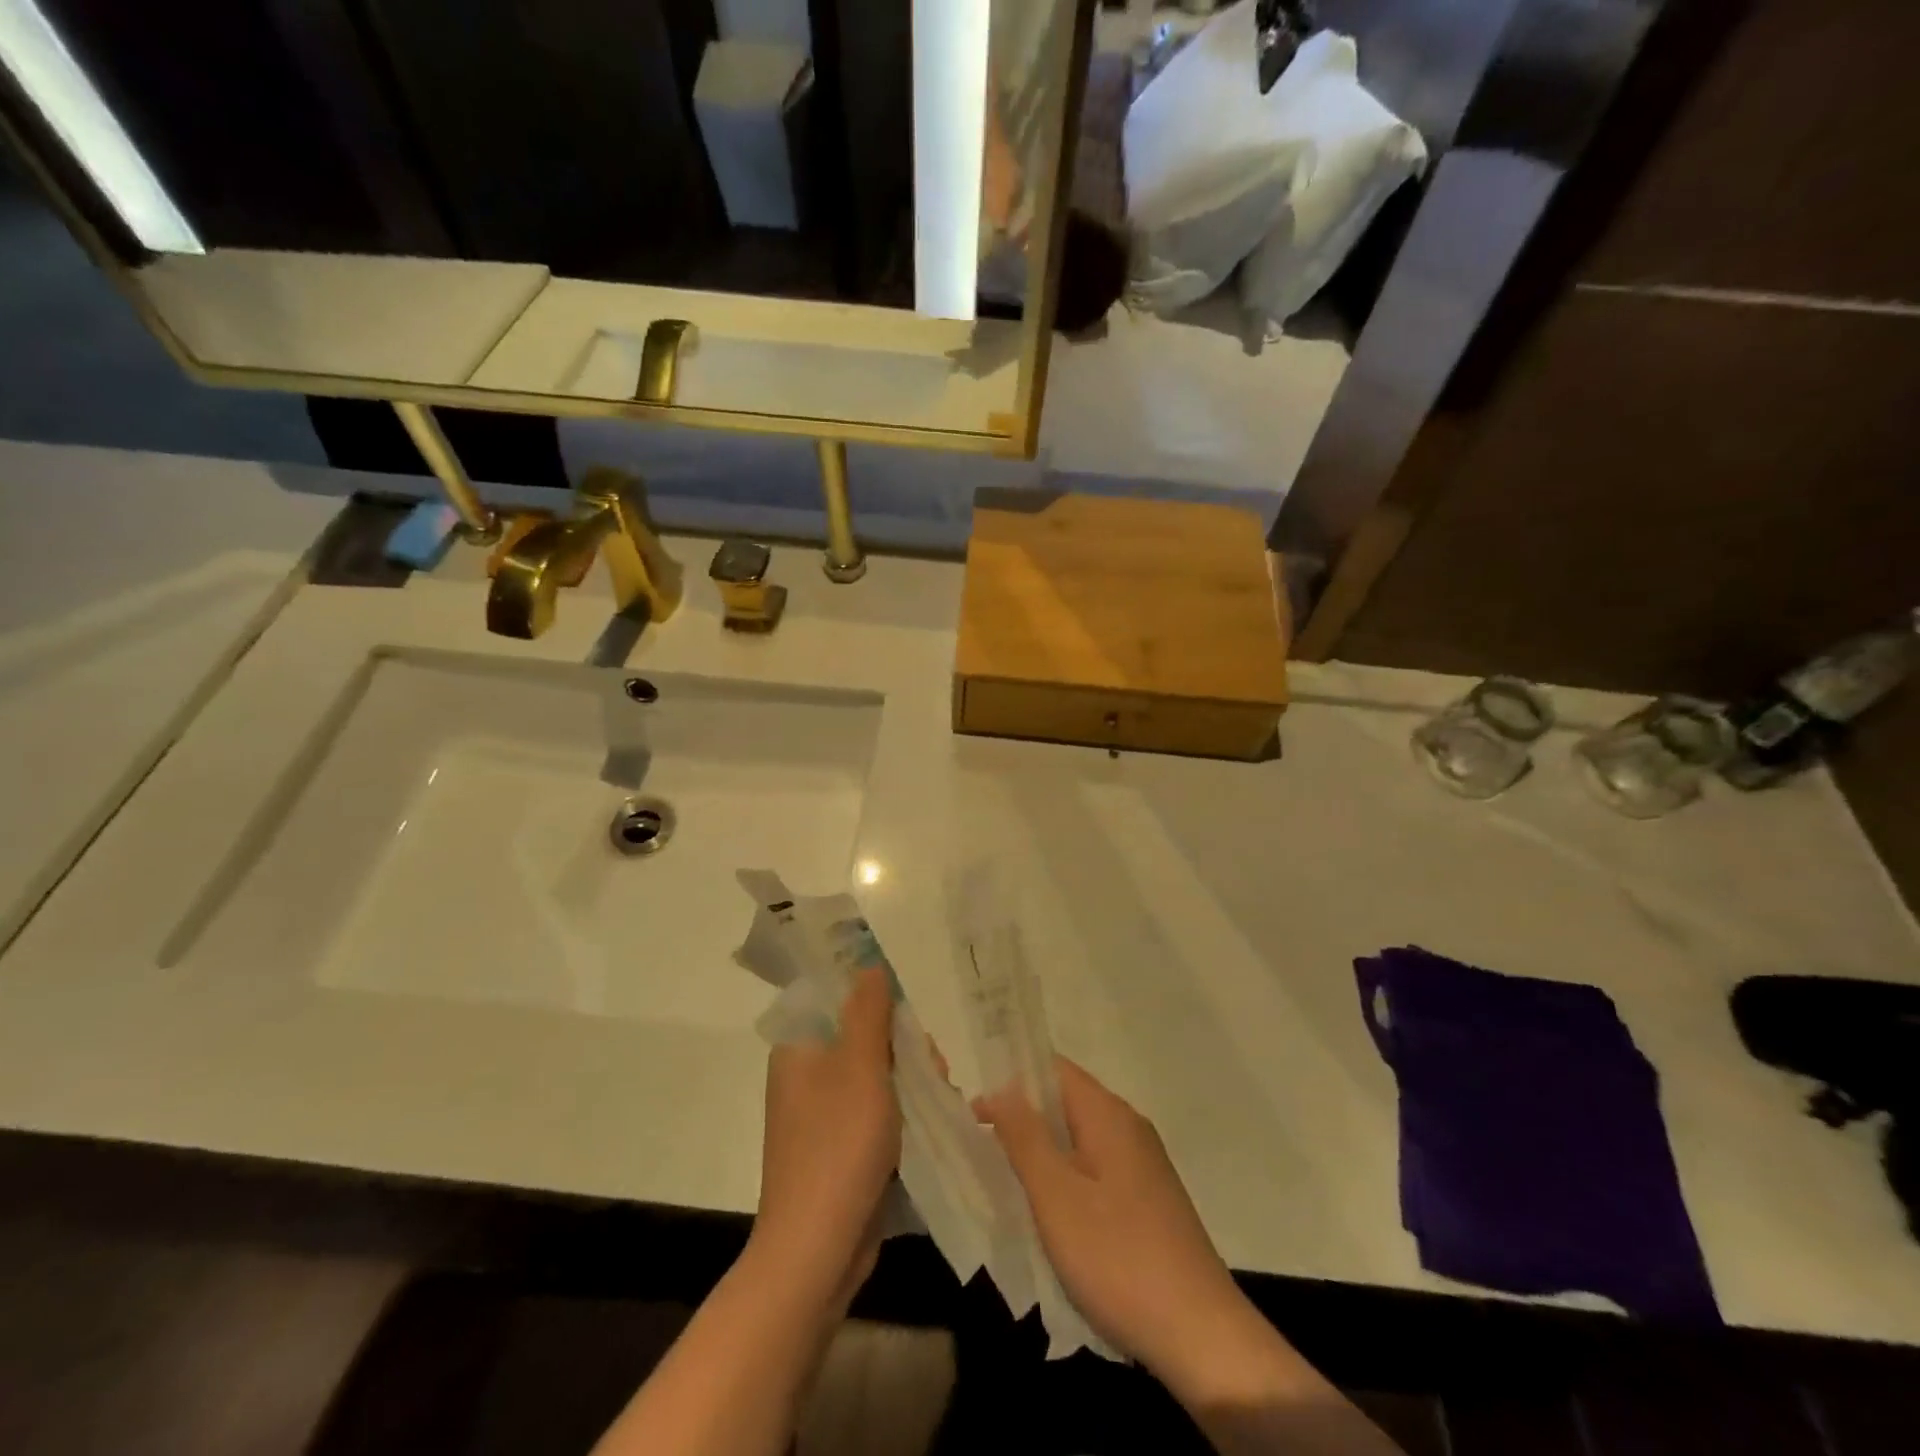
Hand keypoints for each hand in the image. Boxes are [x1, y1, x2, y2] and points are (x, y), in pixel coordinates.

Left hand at [754, 966, 901, 1296]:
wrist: (816, 1252)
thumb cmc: (838, 1147)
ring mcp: (821, 1115)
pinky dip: (901, 1113)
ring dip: (910, 1082)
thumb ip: (868, 1011)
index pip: (840, 1001)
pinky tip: (930, 1124)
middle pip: (863, 1038)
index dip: (879, 1003)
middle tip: (933, 1070)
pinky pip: (875, 1112)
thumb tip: (870, 964)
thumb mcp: (860, 1068)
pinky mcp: (839, 1148)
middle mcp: (805, 1076)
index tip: (910, 1023)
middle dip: (904, 1048)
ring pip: (875, 1077)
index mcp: (799, 1049)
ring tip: (940, 1100)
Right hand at [975, 1059, 1260, 1389]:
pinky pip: (1096, 1170)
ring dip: (1043, 1153)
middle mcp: (1129, 1127)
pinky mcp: (1149, 1200)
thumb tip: (1000, 1088)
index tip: (974, 1110)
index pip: (1054, 1069)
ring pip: (1080, 1140)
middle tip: (982, 1147)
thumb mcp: (1056, 1196)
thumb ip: (1025, 1136)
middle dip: (1024, 1118)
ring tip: (1006, 1181)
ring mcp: (1143, 1165)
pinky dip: (1066, 1179)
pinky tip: (1050, 1216)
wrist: (1202, 1336)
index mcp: (1108, 1114)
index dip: (1011, 1080)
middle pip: (1066, 1102)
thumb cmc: (1118, 1257)